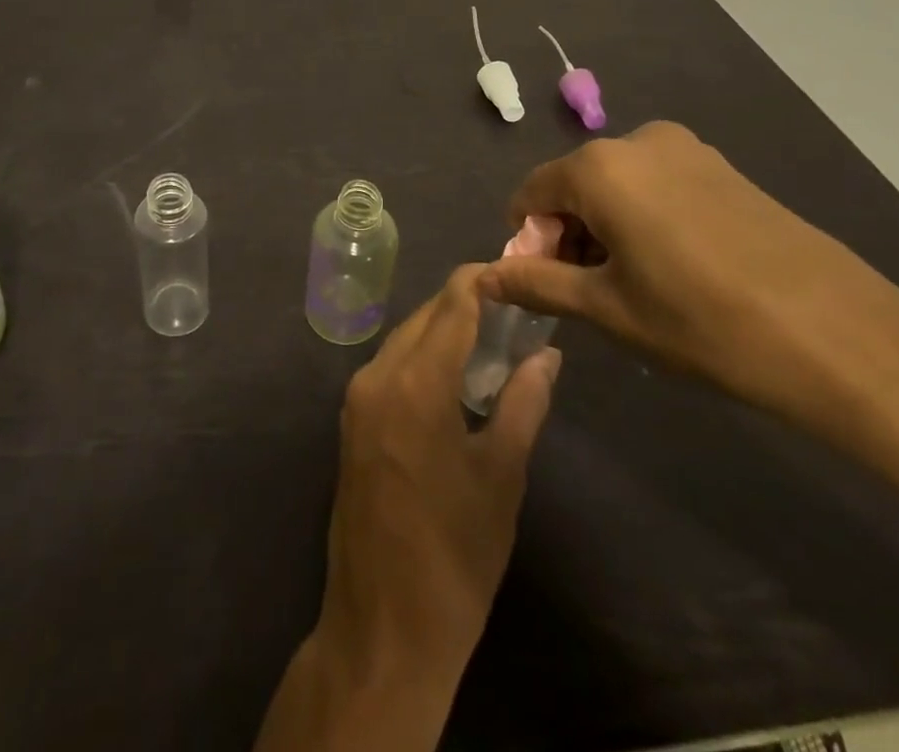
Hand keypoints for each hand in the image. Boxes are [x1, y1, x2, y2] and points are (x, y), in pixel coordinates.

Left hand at [322, 263, 560, 673]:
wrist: (383, 629)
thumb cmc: (455, 556)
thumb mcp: (501, 477)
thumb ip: (524, 404)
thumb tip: (547, 355)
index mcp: (414, 383)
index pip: (450, 307)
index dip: (480, 281)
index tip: (515, 270)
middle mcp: (376, 376)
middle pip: (424, 319)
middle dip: (464, 305)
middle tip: (513, 307)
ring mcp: (356, 400)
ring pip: (404, 341)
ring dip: (442, 331)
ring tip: (492, 337)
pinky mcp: (351, 423)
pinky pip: (390, 369)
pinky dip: (422, 358)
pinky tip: (454, 374)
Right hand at [481, 121, 898, 428]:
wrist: (845, 338)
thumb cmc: (706, 324)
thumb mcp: (609, 309)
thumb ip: (537, 283)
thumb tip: (483, 277)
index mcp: (600, 167)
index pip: (531, 194)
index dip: (528, 242)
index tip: (547, 287)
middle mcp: (638, 141)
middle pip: (574, 185)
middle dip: (568, 234)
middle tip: (591, 294)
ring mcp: (687, 150)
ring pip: (617, 185)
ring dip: (607, 228)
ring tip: (637, 287)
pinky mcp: (724, 168)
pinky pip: (657, 185)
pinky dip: (645, 219)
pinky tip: (676, 269)